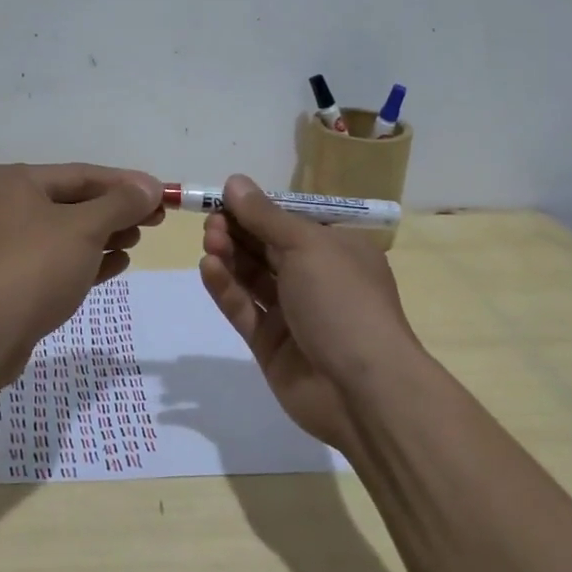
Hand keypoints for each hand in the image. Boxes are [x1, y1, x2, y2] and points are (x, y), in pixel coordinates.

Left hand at [0, 163, 163, 388]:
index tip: (163, 194)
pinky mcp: (10, 279)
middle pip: (73, 202)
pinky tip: (118, 264)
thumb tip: (150, 186)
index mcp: (13, 181)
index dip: (126, 184)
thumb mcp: (84, 229)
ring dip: (105, 235)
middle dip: (116, 211)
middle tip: (156, 220)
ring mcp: (4, 245)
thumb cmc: (33, 268)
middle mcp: (4, 206)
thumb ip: (120, 204)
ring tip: (137, 241)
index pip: (81, 174)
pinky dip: (87, 260)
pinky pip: (56, 261)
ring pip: (66, 233)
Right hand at [198, 175, 422, 454]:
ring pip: (253, 278)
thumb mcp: (307, 246)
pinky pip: (244, 309)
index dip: (257, 210)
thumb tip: (235, 182)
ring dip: (230, 256)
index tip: (223, 199)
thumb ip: (265, 216)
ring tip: (209, 240)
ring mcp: (293, 314)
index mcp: (337, 250)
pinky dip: (226, 288)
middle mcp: (316, 279)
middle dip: (239, 231)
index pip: (290, 222)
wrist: (363, 389)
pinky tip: (209, 267)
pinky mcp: (271, 344)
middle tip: (211, 221)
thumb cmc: (343, 301)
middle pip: (267, 248)